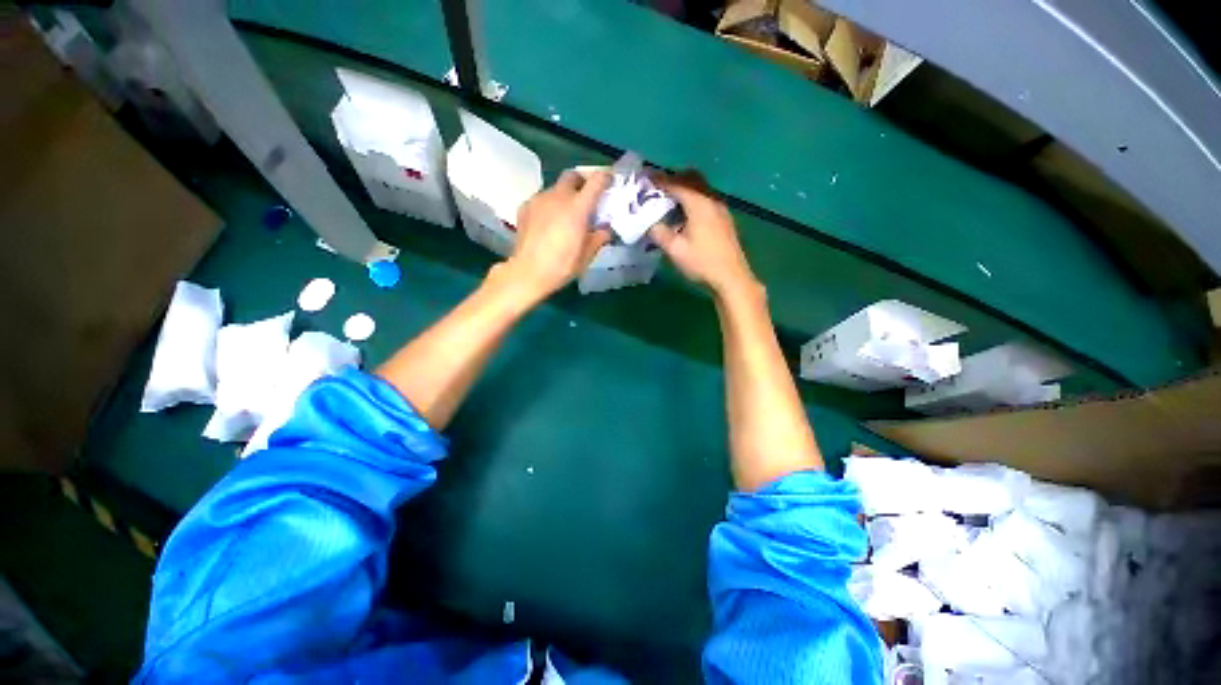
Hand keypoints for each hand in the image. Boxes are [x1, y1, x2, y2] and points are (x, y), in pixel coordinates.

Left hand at [503, 170, 611, 300]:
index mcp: (578, 207)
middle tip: (586, 197)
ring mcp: (539, 199)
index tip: (609, 183)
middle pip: (572, 176)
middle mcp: (558, 196)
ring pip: (555, 188)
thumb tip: (605, 229)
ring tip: (565, 214)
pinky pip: (541, 199)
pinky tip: (548, 223)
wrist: (528, 272)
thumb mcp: (587, 256)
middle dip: (582, 182)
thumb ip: (599, 238)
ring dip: (564, 196)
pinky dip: (549, 205)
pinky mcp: (525, 206)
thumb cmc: (562, 266)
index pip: (596, 181)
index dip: (605, 178)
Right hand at [649, 174, 758, 298]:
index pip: (676, 185)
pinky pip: (706, 200)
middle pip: (692, 179)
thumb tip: (649, 223)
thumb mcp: (675, 250)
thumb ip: (659, 233)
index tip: (645, 179)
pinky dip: (693, 199)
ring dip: (684, 189)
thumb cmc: (702, 263)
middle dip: (673, 179)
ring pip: (700, 189)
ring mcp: (721, 209)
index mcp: (699, 204)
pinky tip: (685, 215)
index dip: (659, 181)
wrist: (731, 277)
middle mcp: (712, 200)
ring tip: (668, 201)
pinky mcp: (724, 219)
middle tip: (657, 187)